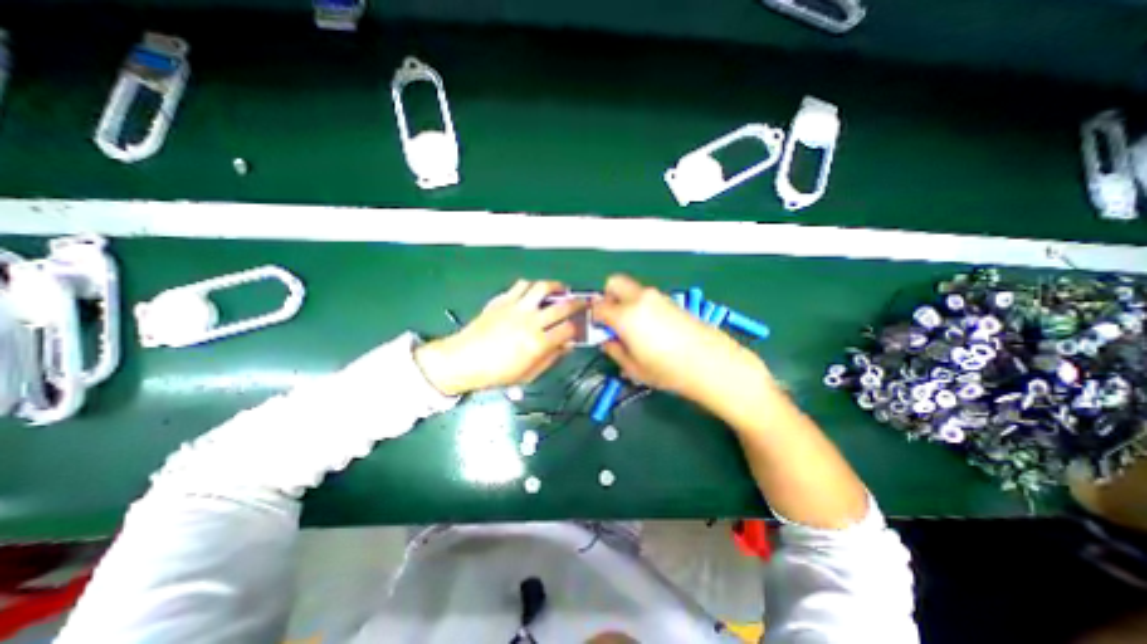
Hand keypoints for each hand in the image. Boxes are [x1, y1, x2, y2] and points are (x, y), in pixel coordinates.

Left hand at [415, 279, 584, 393]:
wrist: (463, 360)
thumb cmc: (496, 373)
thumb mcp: (527, 375)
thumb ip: (550, 359)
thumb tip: (566, 346)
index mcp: (537, 343)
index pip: (568, 330)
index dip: (578, 329)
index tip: (579, 329)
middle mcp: (530, 321)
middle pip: (562, 306)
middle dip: (578, 303)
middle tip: (583, 303)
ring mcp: (516, 308)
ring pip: (542, 288)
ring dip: (556, 286)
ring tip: (561, 289)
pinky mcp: (503, 300)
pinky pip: (521, 285)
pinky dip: (532, 286)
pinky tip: (535, 292)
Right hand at [591, 275, 769, 409]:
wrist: (712, 364)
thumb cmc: (668, 370)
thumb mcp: (634, 367)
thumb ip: (614, 350)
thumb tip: (608, 341)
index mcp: (626, 315)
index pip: (599, 306)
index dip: (594, 318)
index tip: (598, 329)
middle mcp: (640, 299)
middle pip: (614, 282)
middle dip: (608, 297)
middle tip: (612, 319)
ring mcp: (658, 298)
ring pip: (632, 289)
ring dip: (626, 302)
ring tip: (634, 328)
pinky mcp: (671, 302)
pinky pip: (648, 297)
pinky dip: (642, 306)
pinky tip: (652, 328)